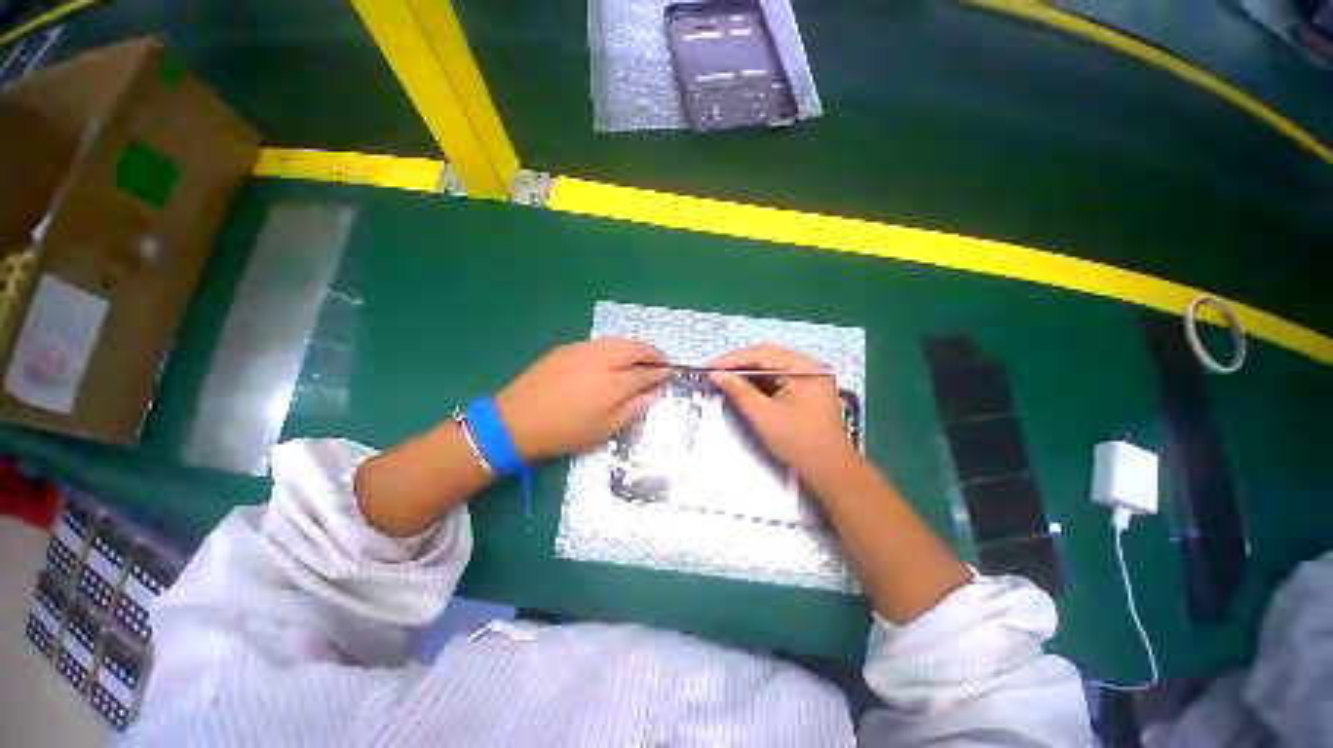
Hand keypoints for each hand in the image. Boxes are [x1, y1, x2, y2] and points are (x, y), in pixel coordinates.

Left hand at [496, 339, 668, 460]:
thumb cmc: (565, 432)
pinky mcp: (569, 347)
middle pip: (635, 348)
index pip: (645, 373)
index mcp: (614, 384)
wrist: (518, 420)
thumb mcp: (604, 429)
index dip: (660, 373)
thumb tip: (654, 393)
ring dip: (635, 346)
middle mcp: (602, 360)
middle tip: (661, 360)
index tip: (668, 374)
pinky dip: (616, 346)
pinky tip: (615, 356)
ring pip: (619, 341)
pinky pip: (601, 342)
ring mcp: (584, 350)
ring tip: (642, 356)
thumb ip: (633, 409)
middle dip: (652, 352)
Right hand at [708, 345, 854, 477]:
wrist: (830, 470)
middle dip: (740, 364)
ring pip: (772, 367)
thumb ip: (739, 391)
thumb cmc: (798, 441)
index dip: (733, 359)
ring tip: (724, 376)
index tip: (710, 366)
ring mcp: (810, 378)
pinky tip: (743, 385)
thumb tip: (716, 374)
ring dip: (748, 372)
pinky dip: (760, 382)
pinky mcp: (807, 390)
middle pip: (768, 357)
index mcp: (805, 368)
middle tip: (715, 370)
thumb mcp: (763, 415)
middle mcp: (810, 367)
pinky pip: (778, 379)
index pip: (763, 355)